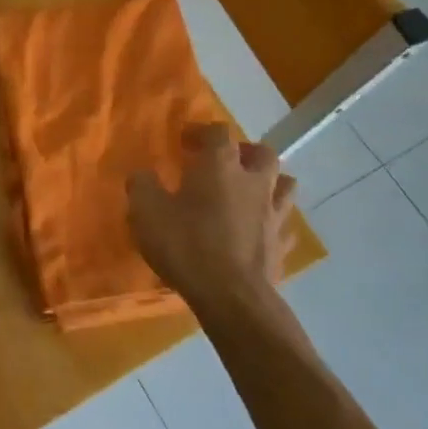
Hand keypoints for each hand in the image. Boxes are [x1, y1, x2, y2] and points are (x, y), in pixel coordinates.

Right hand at [126, 124, 296, 317]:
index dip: (202, 131)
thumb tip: (142, 175)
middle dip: (245, 152)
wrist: (231, 297)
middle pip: (263, 153)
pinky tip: (260, 230)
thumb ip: (142, 186)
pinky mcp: (282, 245)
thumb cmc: (186, 245)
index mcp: (221, 166)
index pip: (219, 132)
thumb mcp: (147, 212)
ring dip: (269, 182)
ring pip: (285, 184)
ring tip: (249, 192)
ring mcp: (273, 214)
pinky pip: (284, 224)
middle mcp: (254, 182)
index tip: (185, 141)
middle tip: (225, 162)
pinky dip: (273, 221)